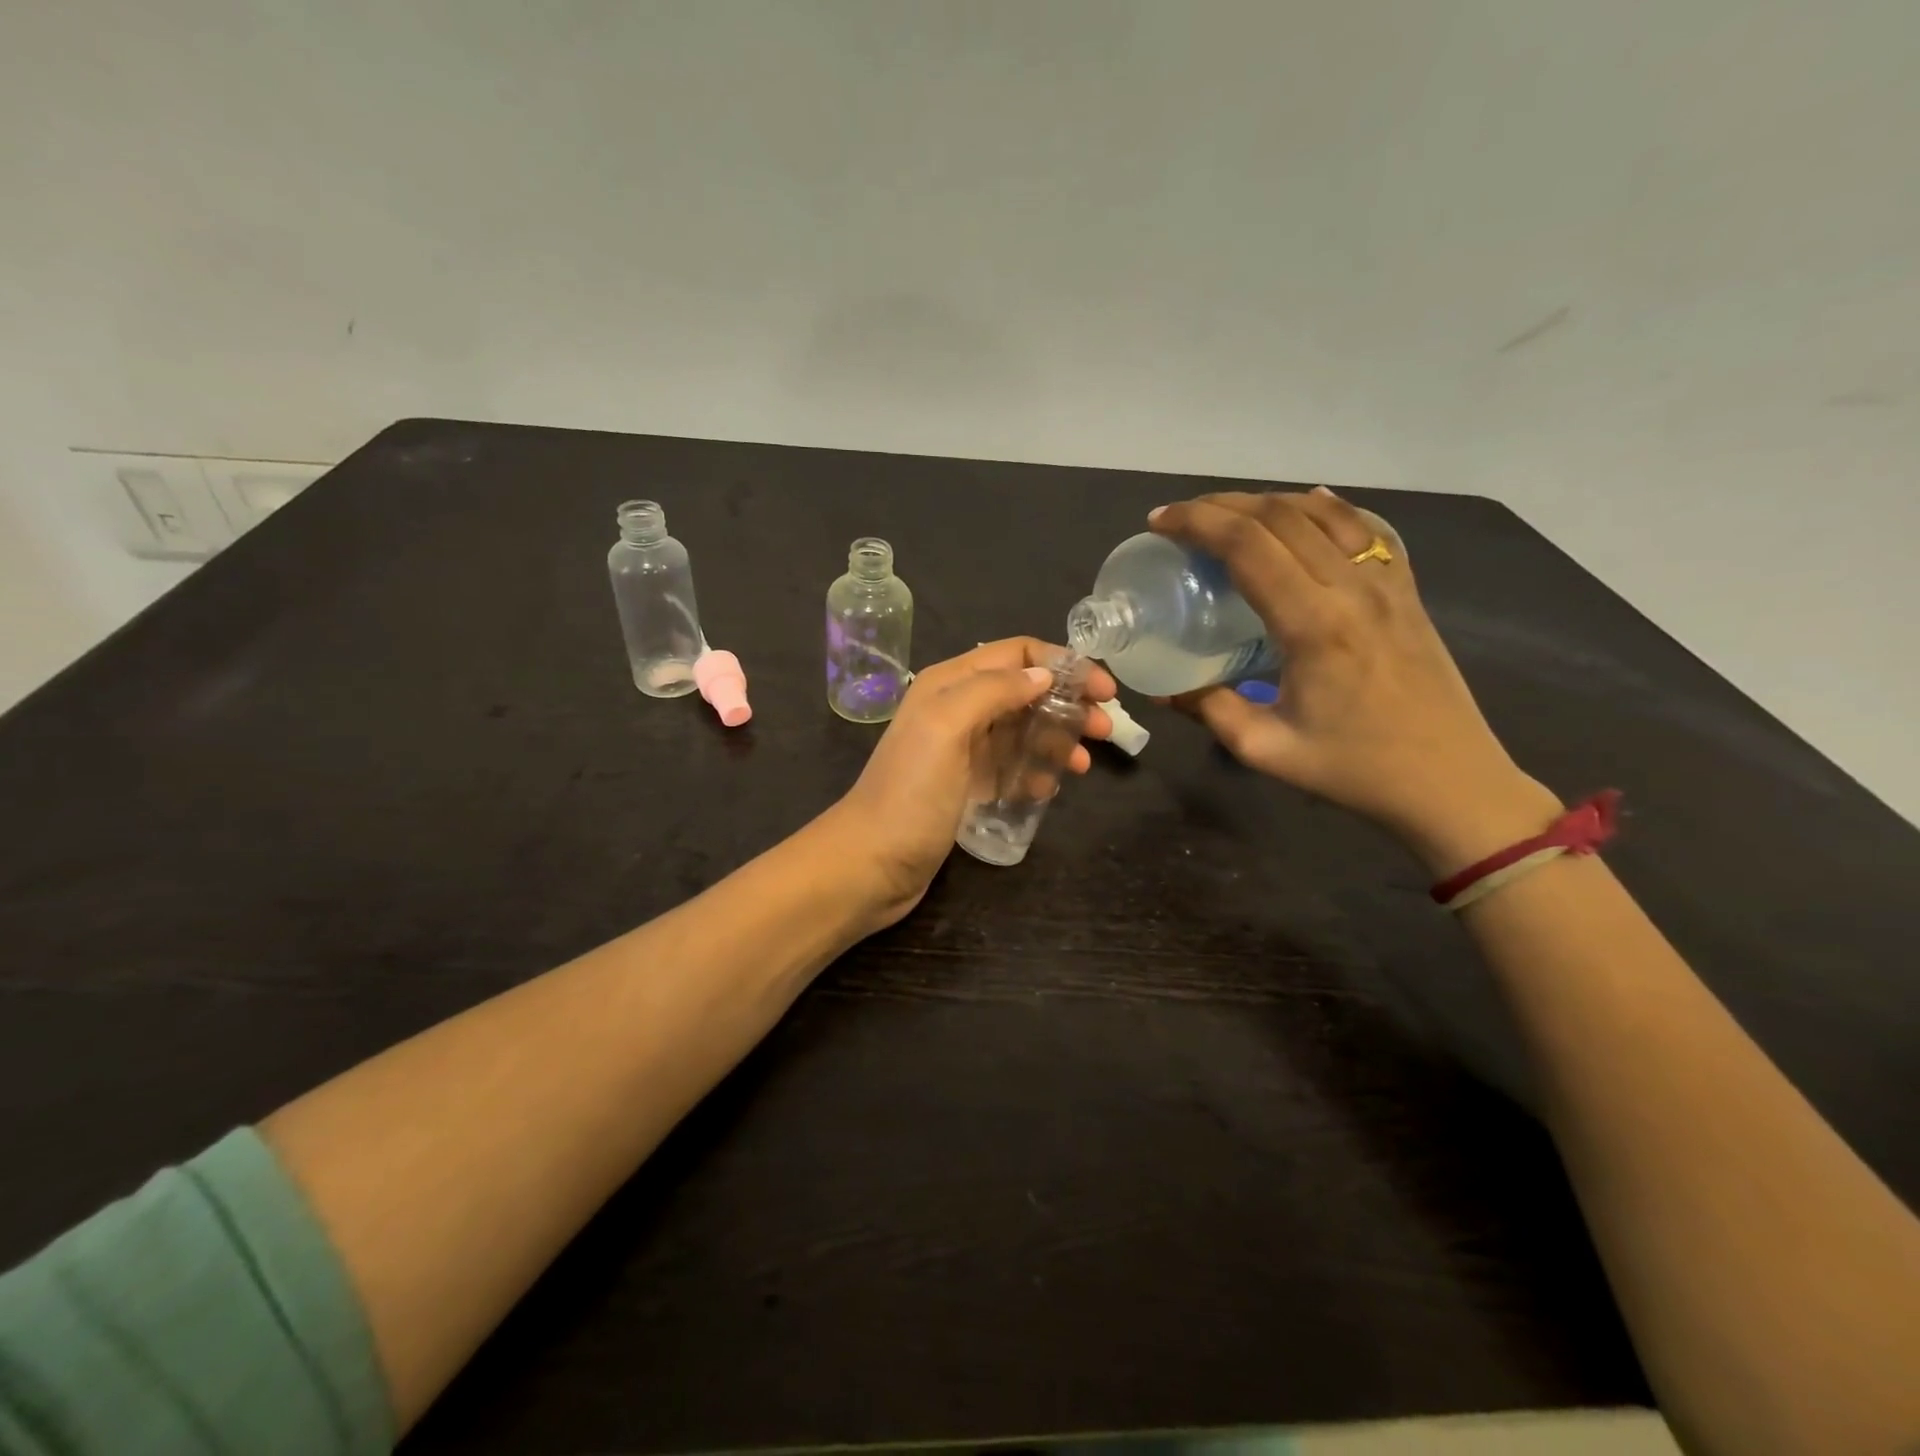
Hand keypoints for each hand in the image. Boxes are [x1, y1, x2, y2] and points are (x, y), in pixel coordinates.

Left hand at [823, 639, 1114, 925]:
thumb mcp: (947, 728)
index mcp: (949, 684)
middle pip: (1024, 692)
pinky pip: (1011, 767)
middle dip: (1068, 704)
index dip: (1062, 665)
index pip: (1016, 654)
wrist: (871, 863)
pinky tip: (1048, 789)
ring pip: (1022, 730)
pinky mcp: (966, 786)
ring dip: (1057, 740)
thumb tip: (1042, 676)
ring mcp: (962, 750)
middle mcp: (957, 709)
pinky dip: (1034, 772)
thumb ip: (993, 691)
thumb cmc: (911, 793)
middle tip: (1105, 730)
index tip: (1104, 689)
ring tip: (1084, 765)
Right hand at [1149, 488, 1560, 872]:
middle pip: (1280, 516)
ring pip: (1322, 512)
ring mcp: (1387, 582)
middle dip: (1221, 506)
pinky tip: (1307, 504)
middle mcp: (1352, 587)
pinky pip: (1364, 529)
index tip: (1159, 523)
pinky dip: (1326, 508)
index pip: (1247, 546)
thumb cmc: (1354, 769)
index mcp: (1314, 624)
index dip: (1197, 523)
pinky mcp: (1406, 589)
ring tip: (1228, 514)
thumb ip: (1209, 710)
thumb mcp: (1265, 749)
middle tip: (1180, 518)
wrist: (1450, 781)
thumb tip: (1162, 690)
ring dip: (1267, 502)